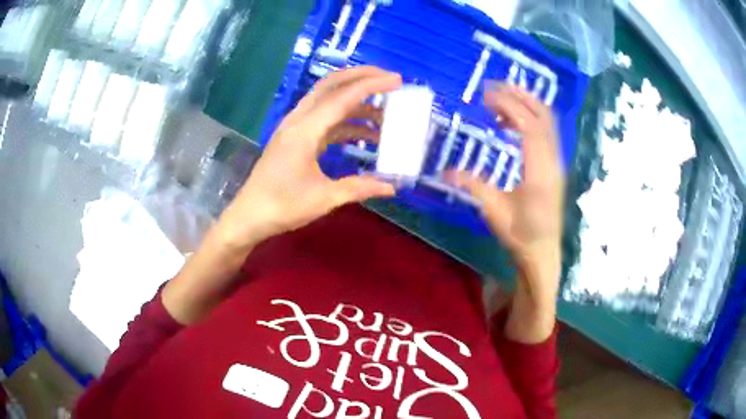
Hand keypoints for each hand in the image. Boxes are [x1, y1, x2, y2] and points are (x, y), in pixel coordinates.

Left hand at [216, 66, 402, 249]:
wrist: (249, 216)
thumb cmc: (282, 207)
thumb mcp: (324, 198)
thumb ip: (360, 188)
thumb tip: (392, 187)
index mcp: (304, 130)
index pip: (342, 97)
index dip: (371, 85)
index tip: (397, 80)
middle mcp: (298, 120)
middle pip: (330, 85)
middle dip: (361, 77)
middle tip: (390, 80)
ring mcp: (294, 127)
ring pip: (327, 100)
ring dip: (355, 102)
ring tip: (384, 116)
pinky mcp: (294, 137)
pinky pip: (323, 118)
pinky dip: (345, 119)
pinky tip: (363, 133)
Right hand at [449, 83, 563, 342]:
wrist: (543, 252)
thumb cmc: (520, 235)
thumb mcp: (494, 211)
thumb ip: (473, 186)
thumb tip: (444, 172)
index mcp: (539, 171)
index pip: (528, 125)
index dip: (509, 105)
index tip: (485, 96)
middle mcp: (552, 161)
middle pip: (543, 115)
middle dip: (519, 95)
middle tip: (493, 87)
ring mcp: (557, 162)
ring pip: (548, 121)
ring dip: (527, 104)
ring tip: (501, 98)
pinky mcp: (555, 165)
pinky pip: (547, 131)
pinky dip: (531, 118)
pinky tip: (512, 123)